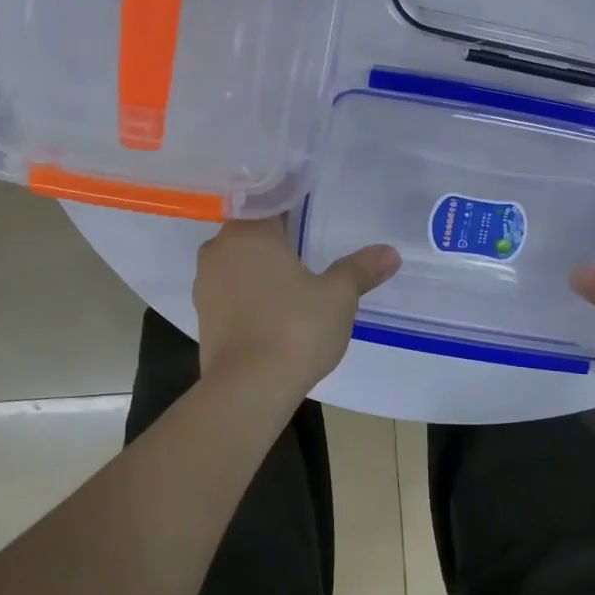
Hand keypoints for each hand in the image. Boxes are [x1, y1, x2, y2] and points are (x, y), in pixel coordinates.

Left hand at [194, 216, 400, 401]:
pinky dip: (253, 296)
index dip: (296, 209)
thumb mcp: (338, 296)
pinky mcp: (204, 318)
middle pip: (254, 234)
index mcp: (248, 232)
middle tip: (314, 248)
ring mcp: (205, 286)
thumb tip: (390, 252)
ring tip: (299, 282)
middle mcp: (219, 250)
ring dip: (265, 270)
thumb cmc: (294, 328)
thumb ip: (361, 269)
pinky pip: (233, 293)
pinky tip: (279, 311)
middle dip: (281, 241)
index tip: (317, 219)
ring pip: (241, 265)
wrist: (248, 390)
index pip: (272, 204)